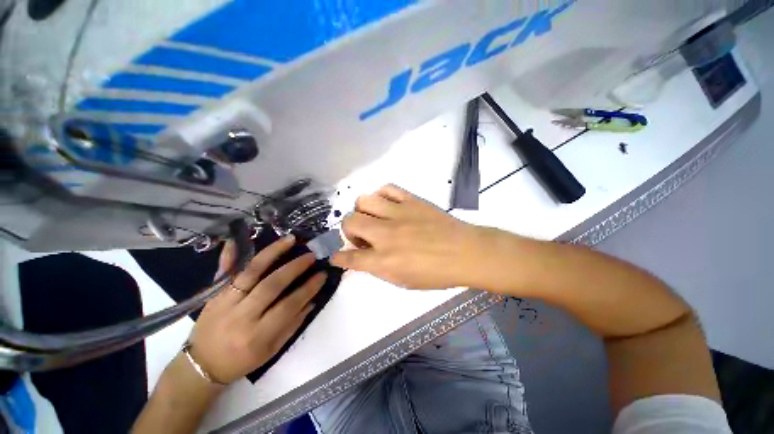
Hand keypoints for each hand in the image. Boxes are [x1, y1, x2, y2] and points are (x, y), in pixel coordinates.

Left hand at [187, 235, 324, 384]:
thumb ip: (293, 325)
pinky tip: (238, 239)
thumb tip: (312, 300)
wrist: (201, 365)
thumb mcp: (272, 350)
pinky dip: (231, 255)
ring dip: (273, 252)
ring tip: (290, 240)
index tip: (322, 275)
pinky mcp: (214, 295)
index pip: (289, 305)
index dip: (308, 288)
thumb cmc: (241, 361)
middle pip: (271, 285)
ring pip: (251, 272)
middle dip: (294, 267)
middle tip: (310, 256)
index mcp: (258, 335)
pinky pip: (225, 271)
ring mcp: (225, 302)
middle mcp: (241, 316)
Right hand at [331, 184, 487, 289]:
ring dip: (363, 211)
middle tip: (363, 236)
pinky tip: (388, 205)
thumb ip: (379, 268)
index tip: (336, 256)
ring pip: (363, 200)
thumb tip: (364, 257)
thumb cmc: (436, 273)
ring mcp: (398, 213)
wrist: (466, 252)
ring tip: (375, 218)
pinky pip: (387, 188)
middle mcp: (385, 234)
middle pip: (349, 222)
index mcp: (384, 260)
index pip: (350, 258)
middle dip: (348, 230)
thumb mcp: (404, 281)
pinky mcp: (411, 200)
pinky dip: (382, 195)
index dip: (339, 258)